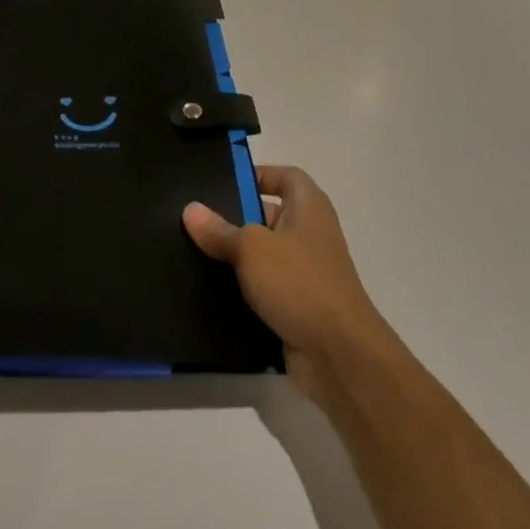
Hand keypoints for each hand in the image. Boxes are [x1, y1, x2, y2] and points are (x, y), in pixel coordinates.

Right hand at [184, 166, 388, 409]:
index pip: (286, 176)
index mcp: (309, 208)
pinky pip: (262, 287)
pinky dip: (240, 288)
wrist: (338, 354)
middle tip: (192, 219)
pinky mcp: (295, 305)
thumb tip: (191, 209)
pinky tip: (207, 289)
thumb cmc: (299, 283)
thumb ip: (220, 229)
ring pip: (262, 254)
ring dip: (233, 256)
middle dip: (233, 216)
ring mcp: (304, 272)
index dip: (257, 174)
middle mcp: (309, 234)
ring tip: (190, 251)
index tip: (220, 183)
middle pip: (268, 214)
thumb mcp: (252, 248)